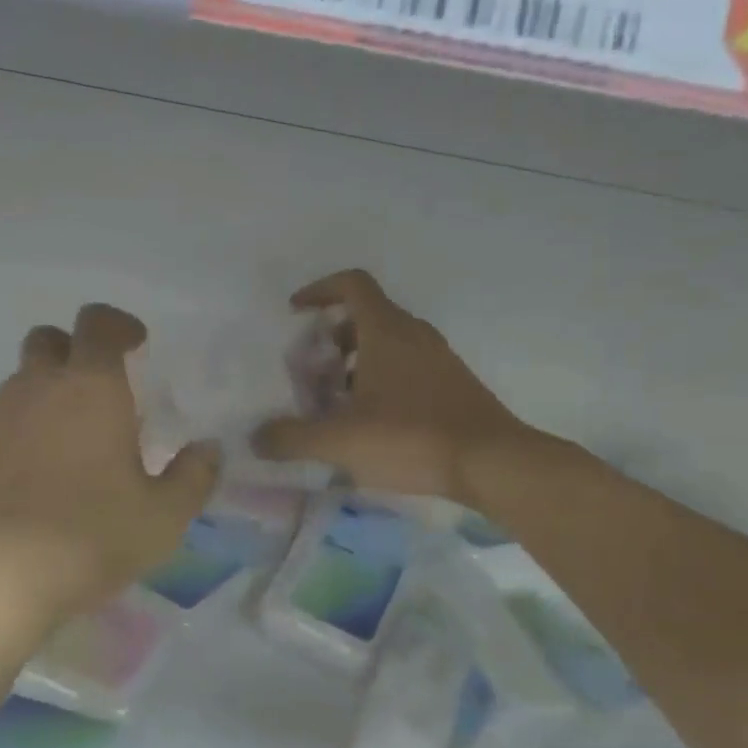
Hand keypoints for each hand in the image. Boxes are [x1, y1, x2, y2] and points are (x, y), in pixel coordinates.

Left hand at [0, 304, 219, 652]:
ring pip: (24, 381)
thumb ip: (193, 477)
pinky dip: (29, 429)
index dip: (119, 324)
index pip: (97, 323)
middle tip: (106, 388)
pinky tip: (47, 476)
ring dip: (52, 390)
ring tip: (82, 438)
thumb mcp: (162, 517)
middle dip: (77, 349)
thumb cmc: (86, 536)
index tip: (138, 344)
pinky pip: (6, 422)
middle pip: (49, 340)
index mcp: (90, 388)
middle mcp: (38, 390)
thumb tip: (208, 449)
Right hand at [253, 270, 527, 505]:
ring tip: (335, 404)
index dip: (319, 290)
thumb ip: (291, 437)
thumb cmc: (411, 438)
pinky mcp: (452, 384)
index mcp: (386, 331)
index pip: (351, 285)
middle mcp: (414, 334)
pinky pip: (407, 367)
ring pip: (387, 345)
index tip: (296, 312)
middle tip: (311, 373)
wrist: (492, 462)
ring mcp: (438, 359)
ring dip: (355, 364)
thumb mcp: (340, 441)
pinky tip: (370, 423)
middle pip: (366, 317)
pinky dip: (380, 381)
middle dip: (331, 339)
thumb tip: (256, 438)